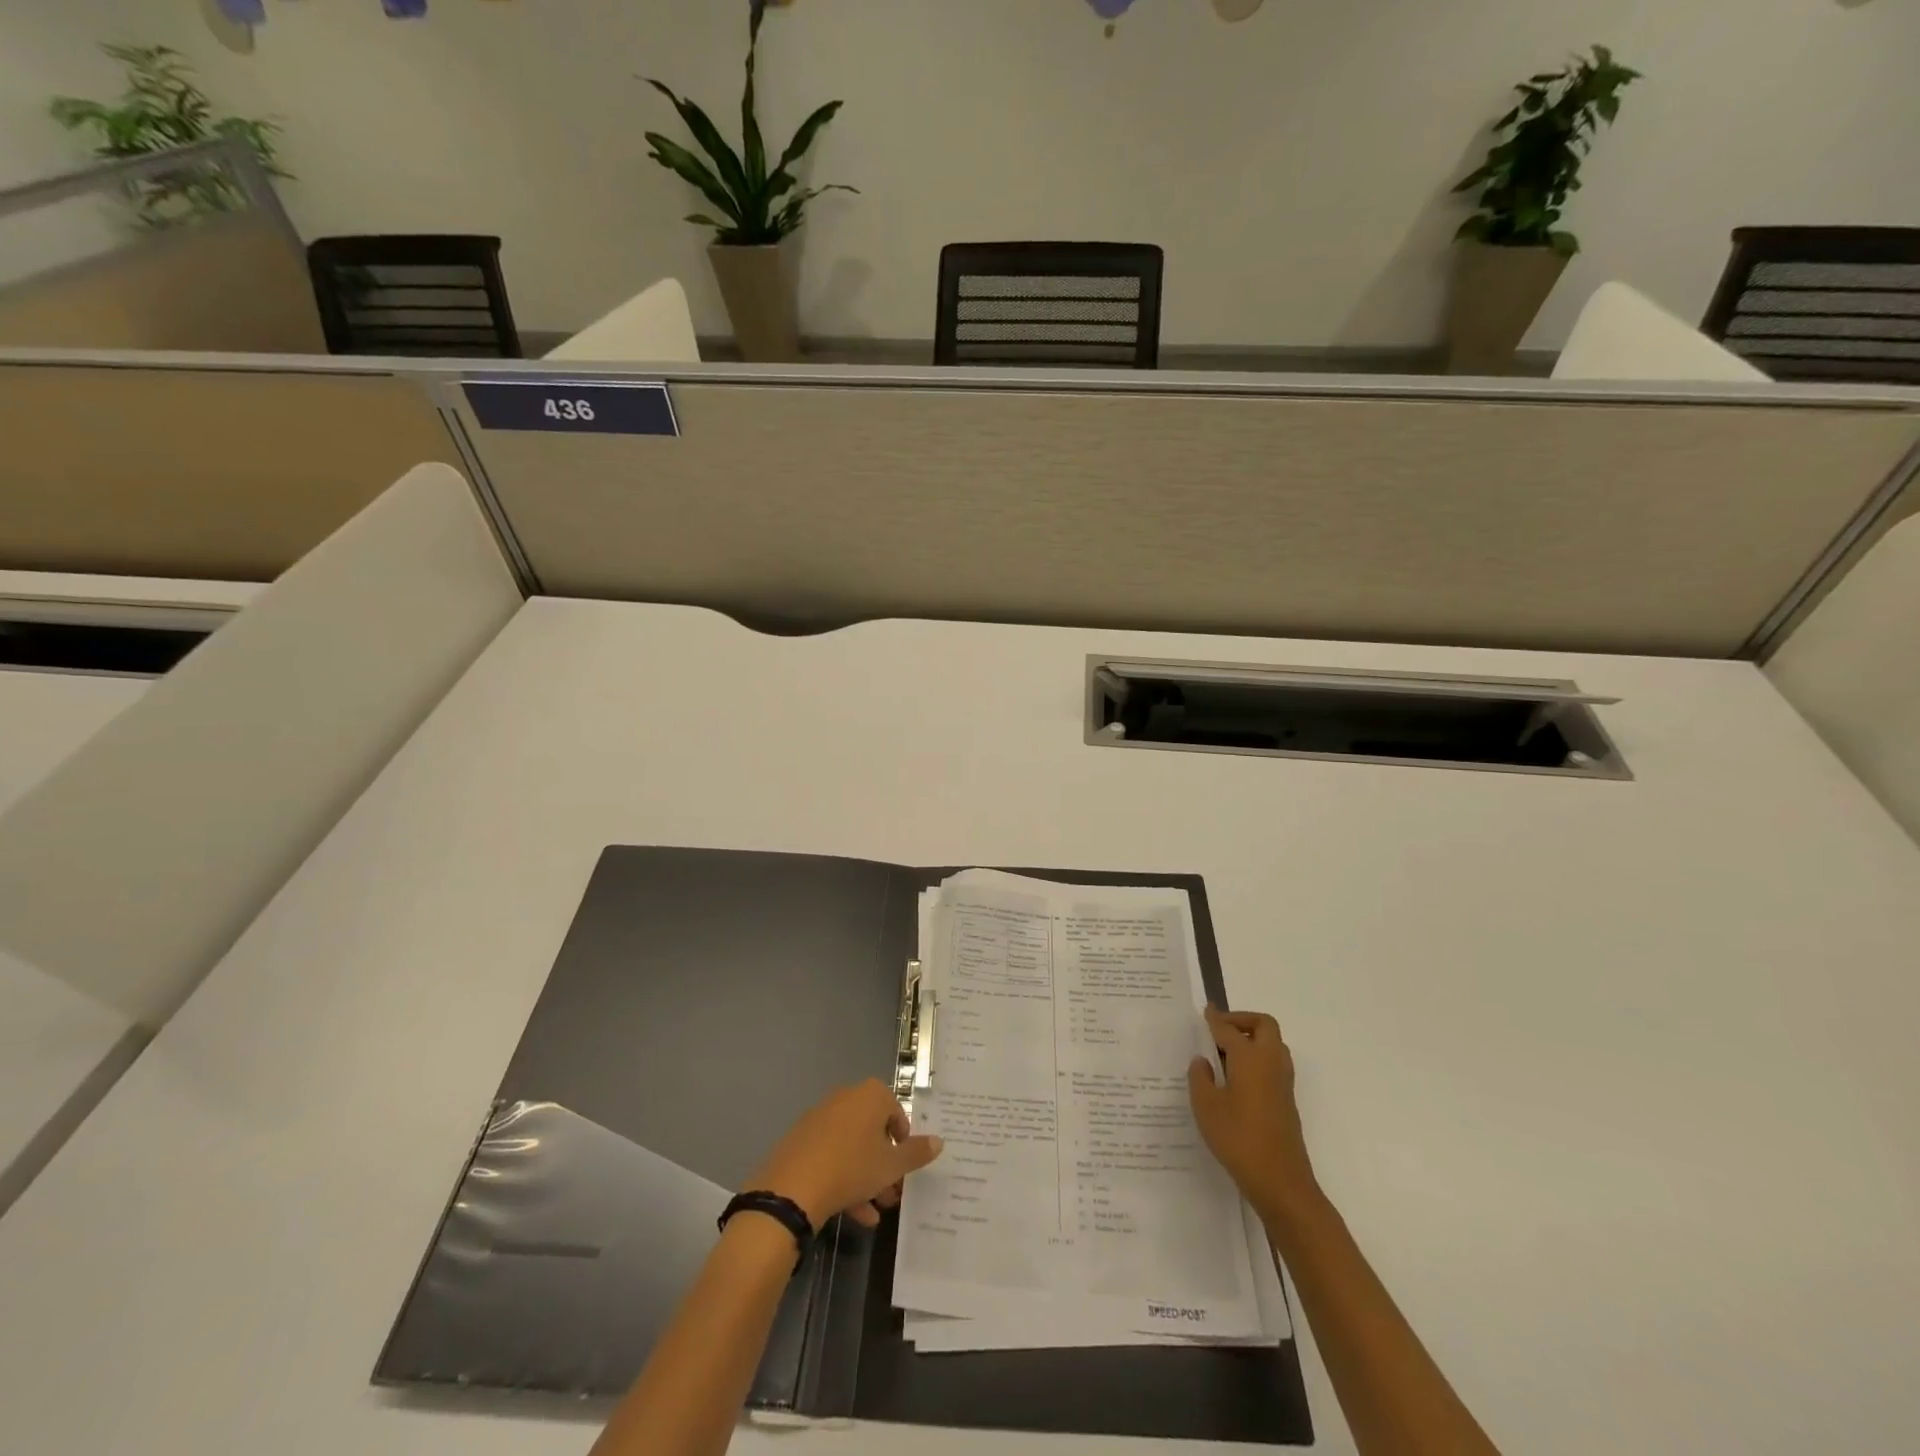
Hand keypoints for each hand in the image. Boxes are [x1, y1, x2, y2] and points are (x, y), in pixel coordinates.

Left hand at [748, 1079, 943, 1229]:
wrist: (793, 1187)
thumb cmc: (852, 1167)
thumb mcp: (891, 1165)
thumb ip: (916, 1153)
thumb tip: (939, 1141)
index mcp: (870, 1095)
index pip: (896, 1111)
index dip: (903, 1140)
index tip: (905, 1166)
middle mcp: (846, 1098)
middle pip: (873, 1131)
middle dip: (885, 1164)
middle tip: (892, 1193)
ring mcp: (821, 1118)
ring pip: (852, 1147)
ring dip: (866, 1177)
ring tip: (874, 1210)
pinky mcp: (801, 1140)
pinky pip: (831, 1155)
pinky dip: (844, 1178)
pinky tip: (853, 1214)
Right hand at [1188, 1006, 1319, 1218]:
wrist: (1281, 1182)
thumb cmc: (1239, 1139)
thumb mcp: (1206, 1106)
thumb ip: (1200, 1077)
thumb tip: (1202, 1061)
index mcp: (1250, 1058)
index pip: (1229, 1029)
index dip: (1215, 1019)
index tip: (1205, 1010)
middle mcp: (1270, 1063)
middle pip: (1264, 1026)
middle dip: (1242, 1020)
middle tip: (1220, 1029)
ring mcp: (1282, 1083)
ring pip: (1273, 1045)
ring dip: (1252, 1039)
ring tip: (1226, 1052)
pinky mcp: (1286, 1102)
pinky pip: (1273, 1065)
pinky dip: (1257, 1059)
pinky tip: (1237, 1078)